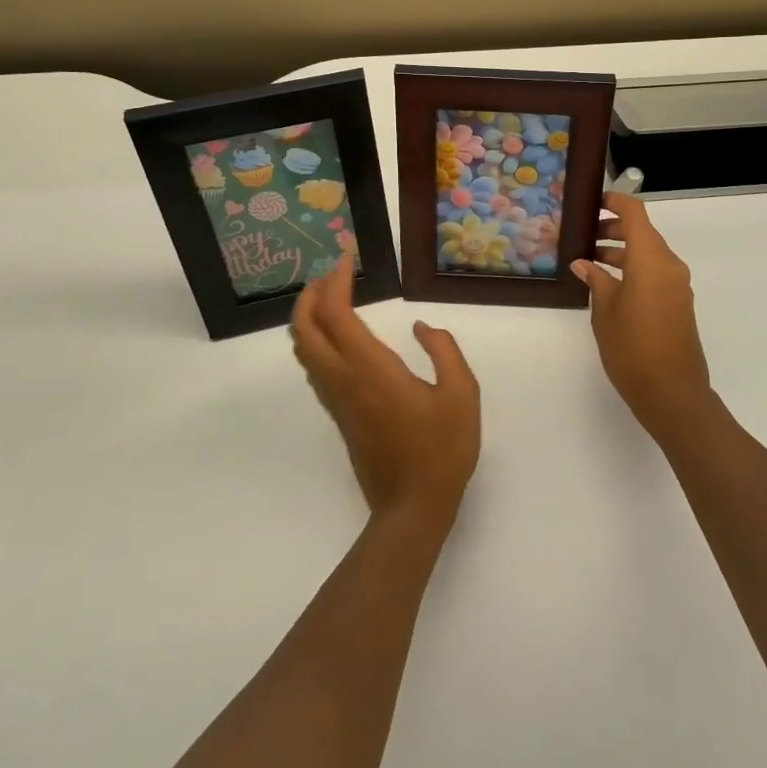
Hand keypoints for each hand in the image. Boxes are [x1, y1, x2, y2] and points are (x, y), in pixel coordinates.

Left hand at [291, 258, 480, 531]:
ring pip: (304, 350)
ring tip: (332, 296)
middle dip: (310, 295)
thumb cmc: (442, 450)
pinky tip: (339, 335)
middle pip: (304, 330)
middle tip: (332, 273)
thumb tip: (421, 328)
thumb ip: (444, 350)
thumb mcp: (462, 394)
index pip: (336, 314)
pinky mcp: (340, 414)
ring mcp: (337, 400)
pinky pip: (315, 367)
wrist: (412, 508)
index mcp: (371, 369)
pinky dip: (316, 339)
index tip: (346, 259)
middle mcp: (344, 380)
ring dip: (309, 317)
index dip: (336, 282)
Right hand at [572, 193, 713, 444]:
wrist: (672, 392)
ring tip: (589, 261)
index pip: (635, 213)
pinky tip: (608, 284)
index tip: (592, 201)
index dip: (615, 201)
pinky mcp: (678, 302)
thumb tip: (584, 264)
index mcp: (651, 259)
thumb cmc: (632, 348)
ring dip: (622, 252)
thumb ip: (596, 281)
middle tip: (582, 236)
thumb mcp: (604, 312)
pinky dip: (633, 269)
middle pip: (642, 233)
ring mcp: (677, 284)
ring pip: (648, 254)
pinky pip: (655, 273)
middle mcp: (669, 264)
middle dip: (613, 229)